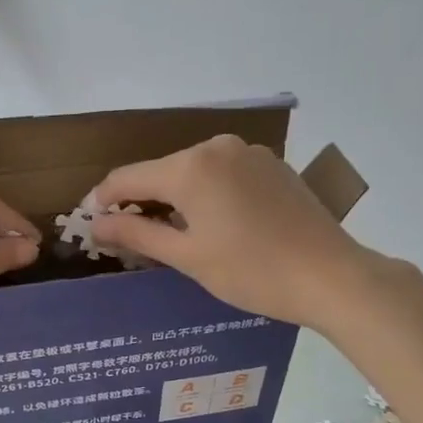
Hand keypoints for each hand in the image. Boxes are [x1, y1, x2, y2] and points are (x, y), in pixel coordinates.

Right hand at [91, 135, 385, 332]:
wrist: (330, 275)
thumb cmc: (251, 272)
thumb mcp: (188, 257)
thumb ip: (138, 234)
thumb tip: (96, 223)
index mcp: (190, 167)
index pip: (128, 177)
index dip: (104, 199)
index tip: (92, 222)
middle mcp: (217, 147)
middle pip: (162, 171)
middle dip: (142, 200)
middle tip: (131, 237)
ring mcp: (249, 153)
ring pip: (194, 172)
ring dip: (176, 198)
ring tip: (173, 235)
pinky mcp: (272, 165)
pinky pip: (223, 174)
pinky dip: (207, 194)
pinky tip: (215, 224)